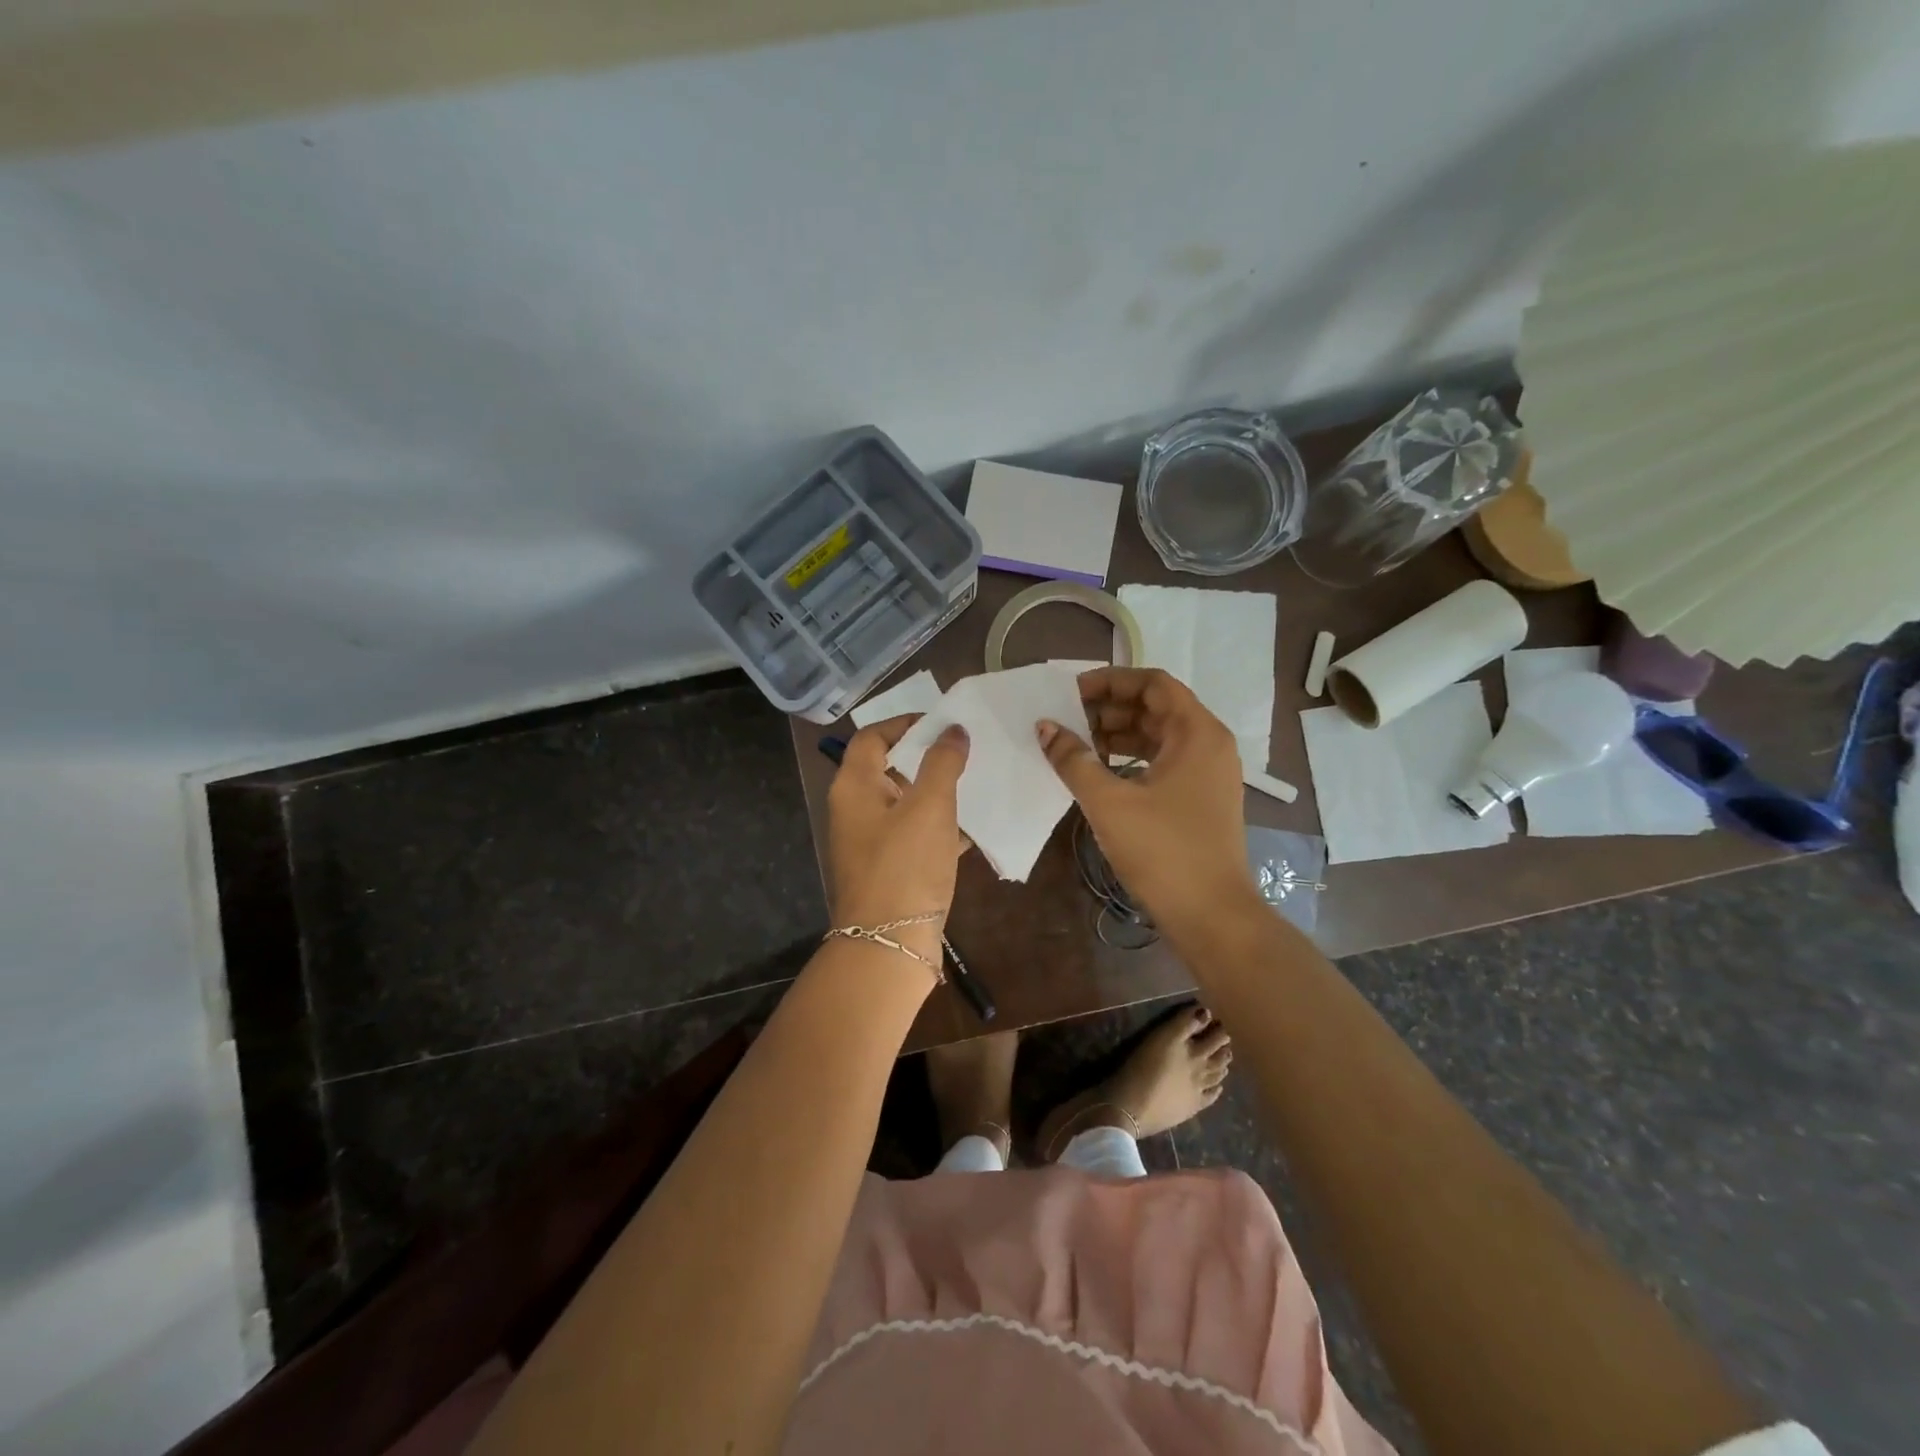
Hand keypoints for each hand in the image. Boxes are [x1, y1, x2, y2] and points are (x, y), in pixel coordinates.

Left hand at [826, 716, 969, 960]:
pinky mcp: (889, 868)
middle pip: (887, 768)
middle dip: (925, 757)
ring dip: (936, 792)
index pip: (872, 737)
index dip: (904, 723)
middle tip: (964, 750)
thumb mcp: (930, 806)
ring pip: (904, 803)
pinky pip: (914, 834)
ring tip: (975, 782)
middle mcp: (855, 810)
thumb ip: (942, 763)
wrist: (890, 944)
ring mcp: (870, 842)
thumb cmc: (906, 865)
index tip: (942, 723)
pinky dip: (938, 826)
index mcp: (854, 787)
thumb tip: (953, 730)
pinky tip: (972, 827)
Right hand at [1037, 667, 1255, 928]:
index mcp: (1197, 732)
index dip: (1111, 681)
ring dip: (1118, 735)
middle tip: (1067, 720)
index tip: (1071, 692)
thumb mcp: (1109, 801)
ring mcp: (1208, 772)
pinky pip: (1163, 761)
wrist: (1211, 915)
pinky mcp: (1200, 798)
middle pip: (1156, 707)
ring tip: (1076, 745)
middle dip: (1110, 709)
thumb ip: (1073, 759)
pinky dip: (1131, 759)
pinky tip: (1100, 772)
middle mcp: (1208, 743)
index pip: (1153, 683)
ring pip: (1158, 735)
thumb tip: (1045, 727)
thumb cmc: (1162, 851)